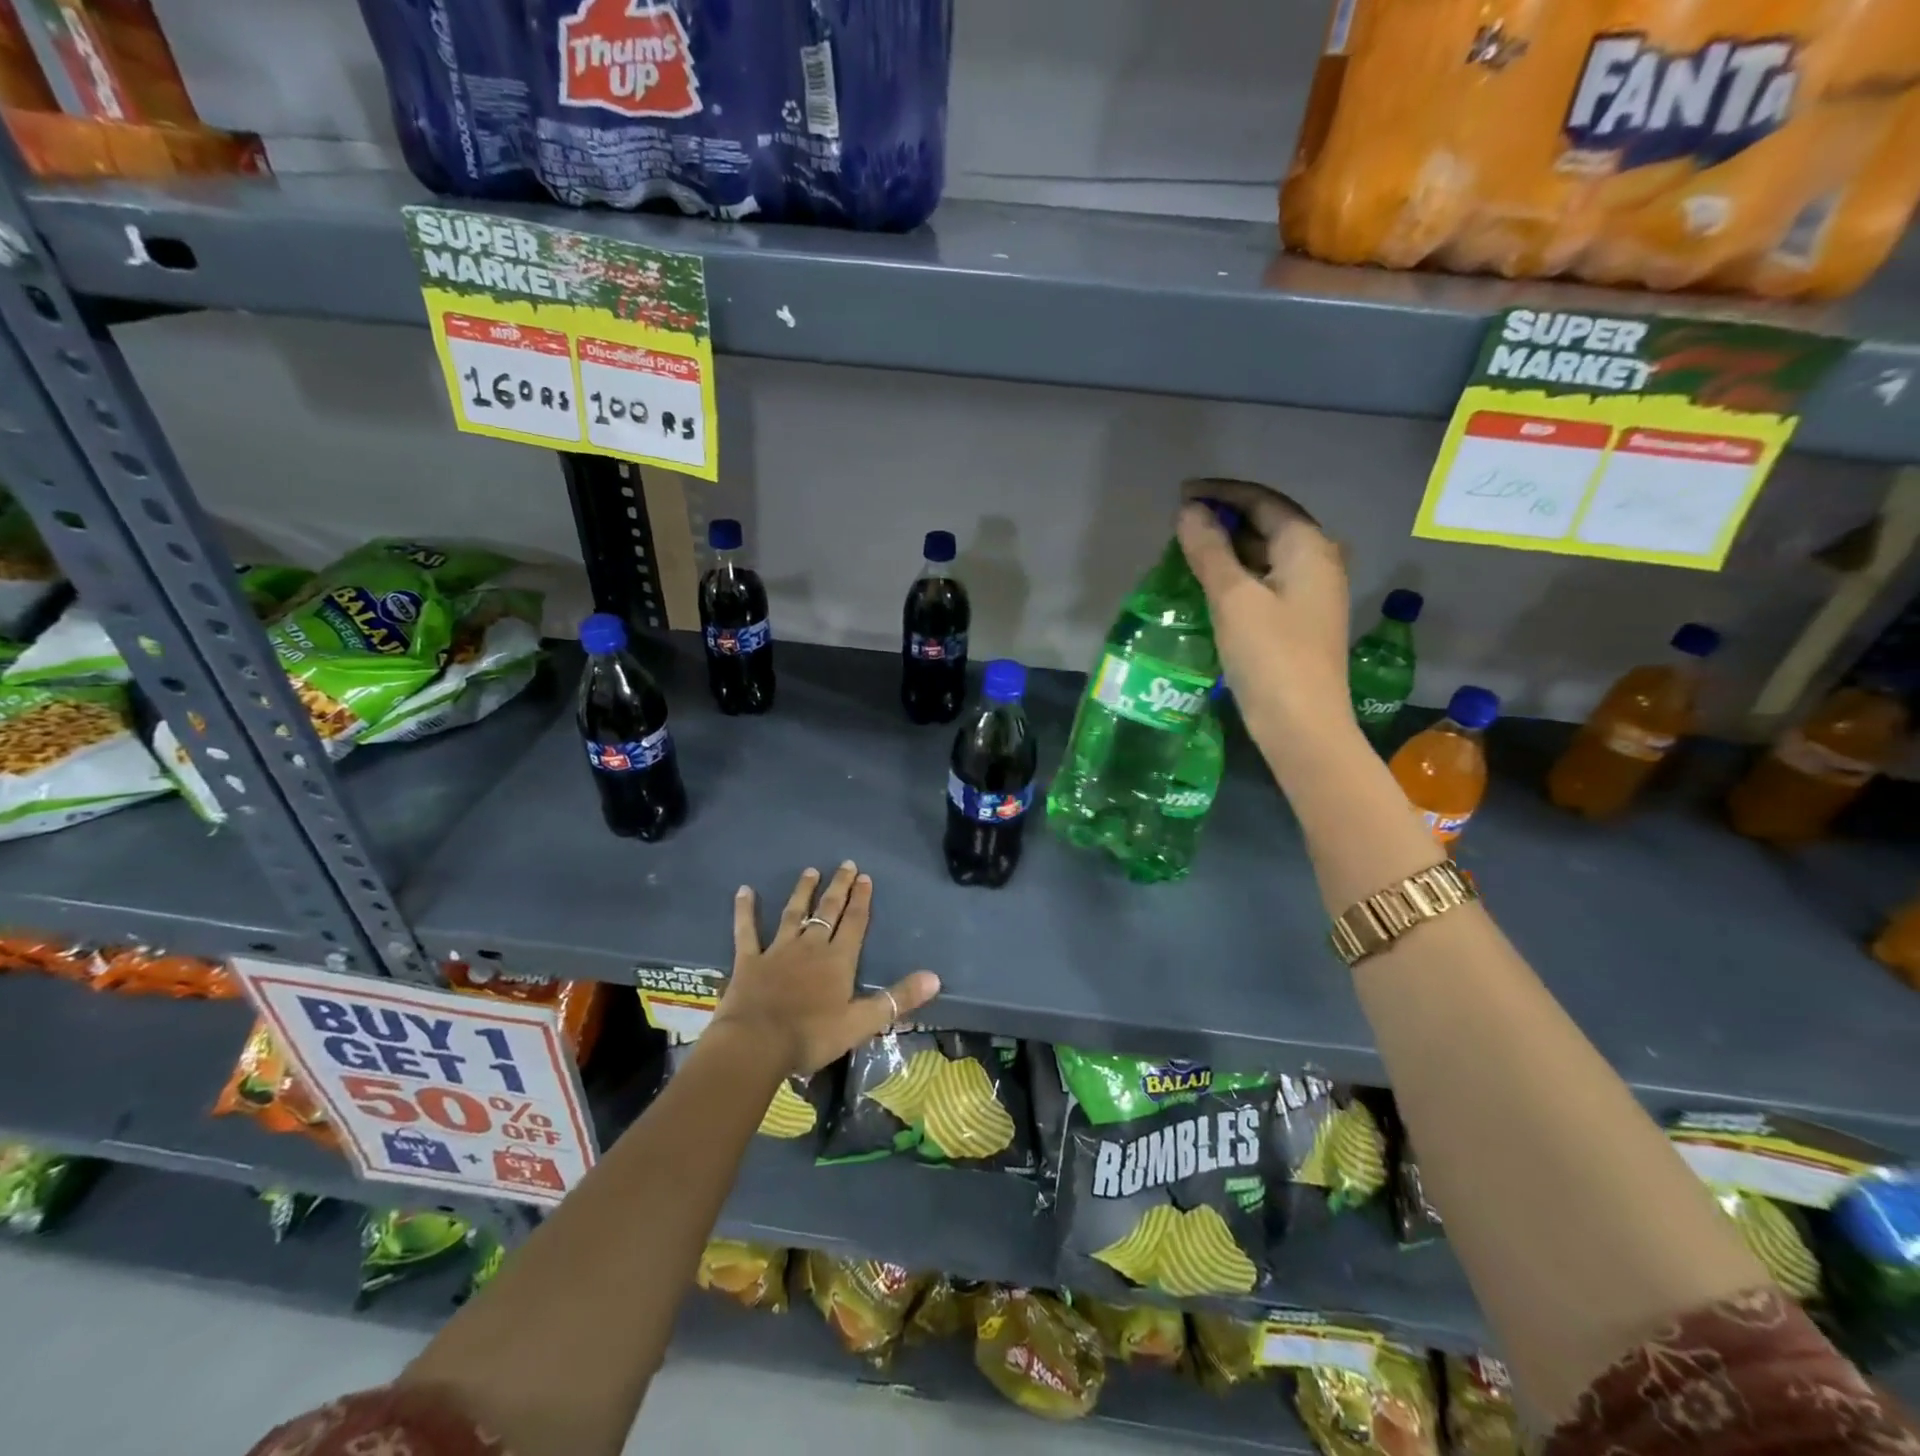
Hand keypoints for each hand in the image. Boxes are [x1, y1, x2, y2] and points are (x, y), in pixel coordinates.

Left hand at [713, 863, 940, 1075]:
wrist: (757, 1044)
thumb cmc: (812, 1036)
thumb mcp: (862, 1022)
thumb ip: (898, 999)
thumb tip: (935, 977)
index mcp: (838, 960)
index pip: (855, 923)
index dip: (862, 900)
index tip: (866, 877)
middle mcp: (810, 947)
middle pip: (828, 911)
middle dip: (839, 887)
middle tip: (846, 865)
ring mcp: (778, 950)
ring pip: (793, 913)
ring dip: (803, 892)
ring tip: (810, 871)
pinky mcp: (749, 960)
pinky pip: (747, 930)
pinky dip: (745, 910)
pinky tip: (744, 890)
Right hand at [1177, 477, 1353, 738]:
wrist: (1303, 725)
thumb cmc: (1270, 656)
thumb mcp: (1233, 598)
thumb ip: (1209, 550)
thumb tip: (1189, 511)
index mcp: (1308, 546)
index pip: (1262, 500)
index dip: (1221, 493)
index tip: (1181, 496)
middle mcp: (1318, 561)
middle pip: (1267, 524)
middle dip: (1224, 520)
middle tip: (1179, 526)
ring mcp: (1311, 593)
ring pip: (1265, 555)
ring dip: (1228, 549)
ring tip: (1187, 553)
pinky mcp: (1299, 621)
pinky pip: (1265, 582)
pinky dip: (1237, 576)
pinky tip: (1208, 587)